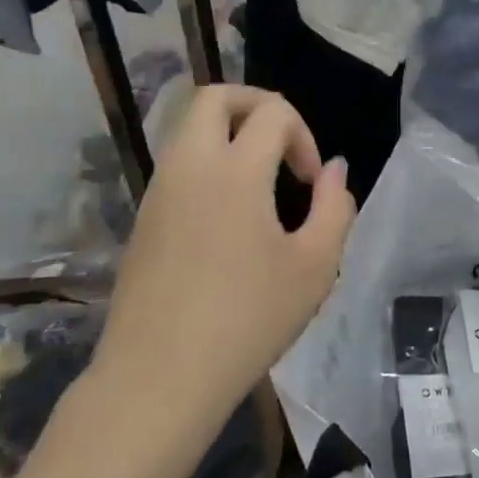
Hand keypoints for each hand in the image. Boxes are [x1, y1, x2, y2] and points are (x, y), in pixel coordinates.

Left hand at [87, 86, 354, 450]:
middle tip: (282, 143)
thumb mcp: (314, 267)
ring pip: (190, 128)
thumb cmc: (246, 321)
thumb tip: (333, 170)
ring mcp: (159, 190)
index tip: (311, 182)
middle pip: (215, 97)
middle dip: (256, 105)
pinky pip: (178, 164)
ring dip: (229, 135)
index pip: (273, 112)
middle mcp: (190, 165)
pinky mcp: (143, 218)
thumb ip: (335, 207)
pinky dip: (208, 164)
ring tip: (260, 182)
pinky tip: (228, 217)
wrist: (157, 380)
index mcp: (235, 170)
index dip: (304, 135)